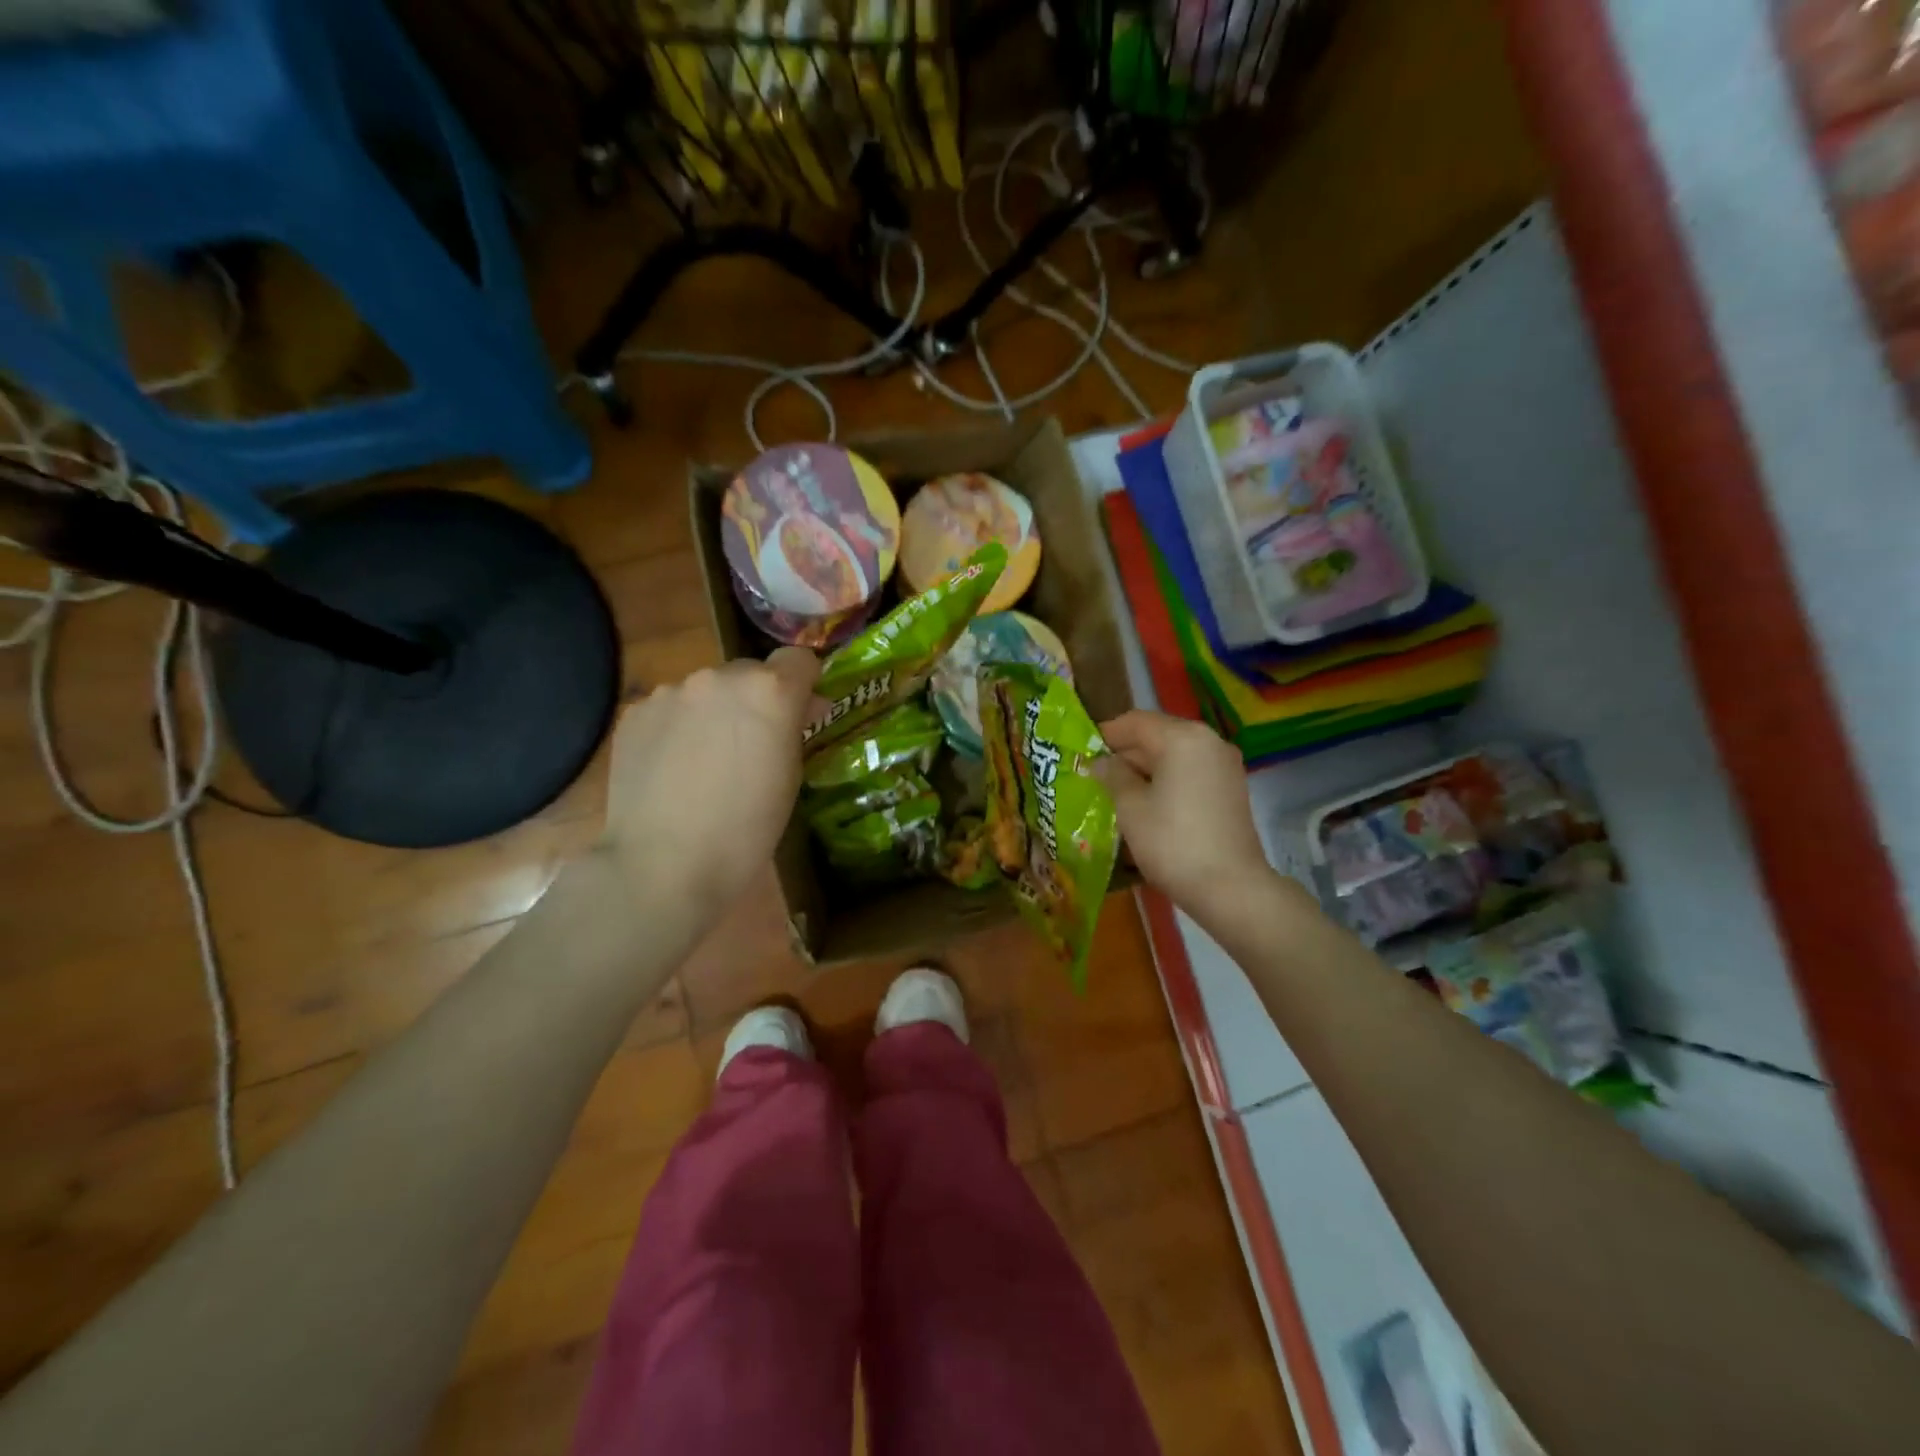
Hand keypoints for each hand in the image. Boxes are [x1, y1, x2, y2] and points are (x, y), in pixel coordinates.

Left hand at [598, 648, 820, 915]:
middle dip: (757, 699)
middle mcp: (719, 677)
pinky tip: (672, 768)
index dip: (804, 683)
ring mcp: (671, 692)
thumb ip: (793, 729)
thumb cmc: (746, 829)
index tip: (802, 711)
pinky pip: (670, 708)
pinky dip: (678, 727)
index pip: (799, 659)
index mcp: (769, 691)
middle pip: (750, 672)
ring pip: (706, 690)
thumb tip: (801, 707)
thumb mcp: (790, 777)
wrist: (664, 864)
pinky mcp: (636, 713)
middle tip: (752, 745)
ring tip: (705, 760)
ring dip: (715, 711)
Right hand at [1092, 711, 1274, 922]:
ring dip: (1145, 768)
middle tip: (1095, 776)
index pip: (1134, 722)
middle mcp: (1208, 741)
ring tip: (1117, 792)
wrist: (1231, 888)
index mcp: (1182, 738)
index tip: (1081, 753)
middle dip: (1125, 753)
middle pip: (1157, 734)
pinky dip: (1167, 779)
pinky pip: (1190, 771)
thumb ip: (1112, 776)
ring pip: (1174, 754)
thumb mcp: (1130, 807)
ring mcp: (1224, 765)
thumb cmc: (1172, 843)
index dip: (1104, 735)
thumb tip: (1101, 762)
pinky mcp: (1231, 788)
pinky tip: (1147, 804)